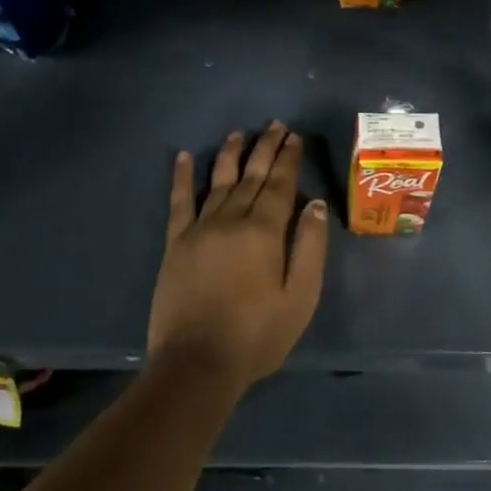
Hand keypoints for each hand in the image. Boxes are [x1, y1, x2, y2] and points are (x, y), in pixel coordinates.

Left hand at [148, 122, 328, 394]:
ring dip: (230, 154)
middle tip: (275, 125)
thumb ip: (310, 247)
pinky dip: (181, 177)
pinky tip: (182, 156)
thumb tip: (315, 204)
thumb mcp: (300, 298)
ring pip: (218, 181)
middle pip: (251, 175)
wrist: (197, 364)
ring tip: (239, 133)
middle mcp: (231, 219)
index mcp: (264, 231)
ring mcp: (199, 229)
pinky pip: (179, 202)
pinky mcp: (175, 243)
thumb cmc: (257, 335)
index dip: (288, 159)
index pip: (280, 184)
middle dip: (265, 148)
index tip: (295, 137)